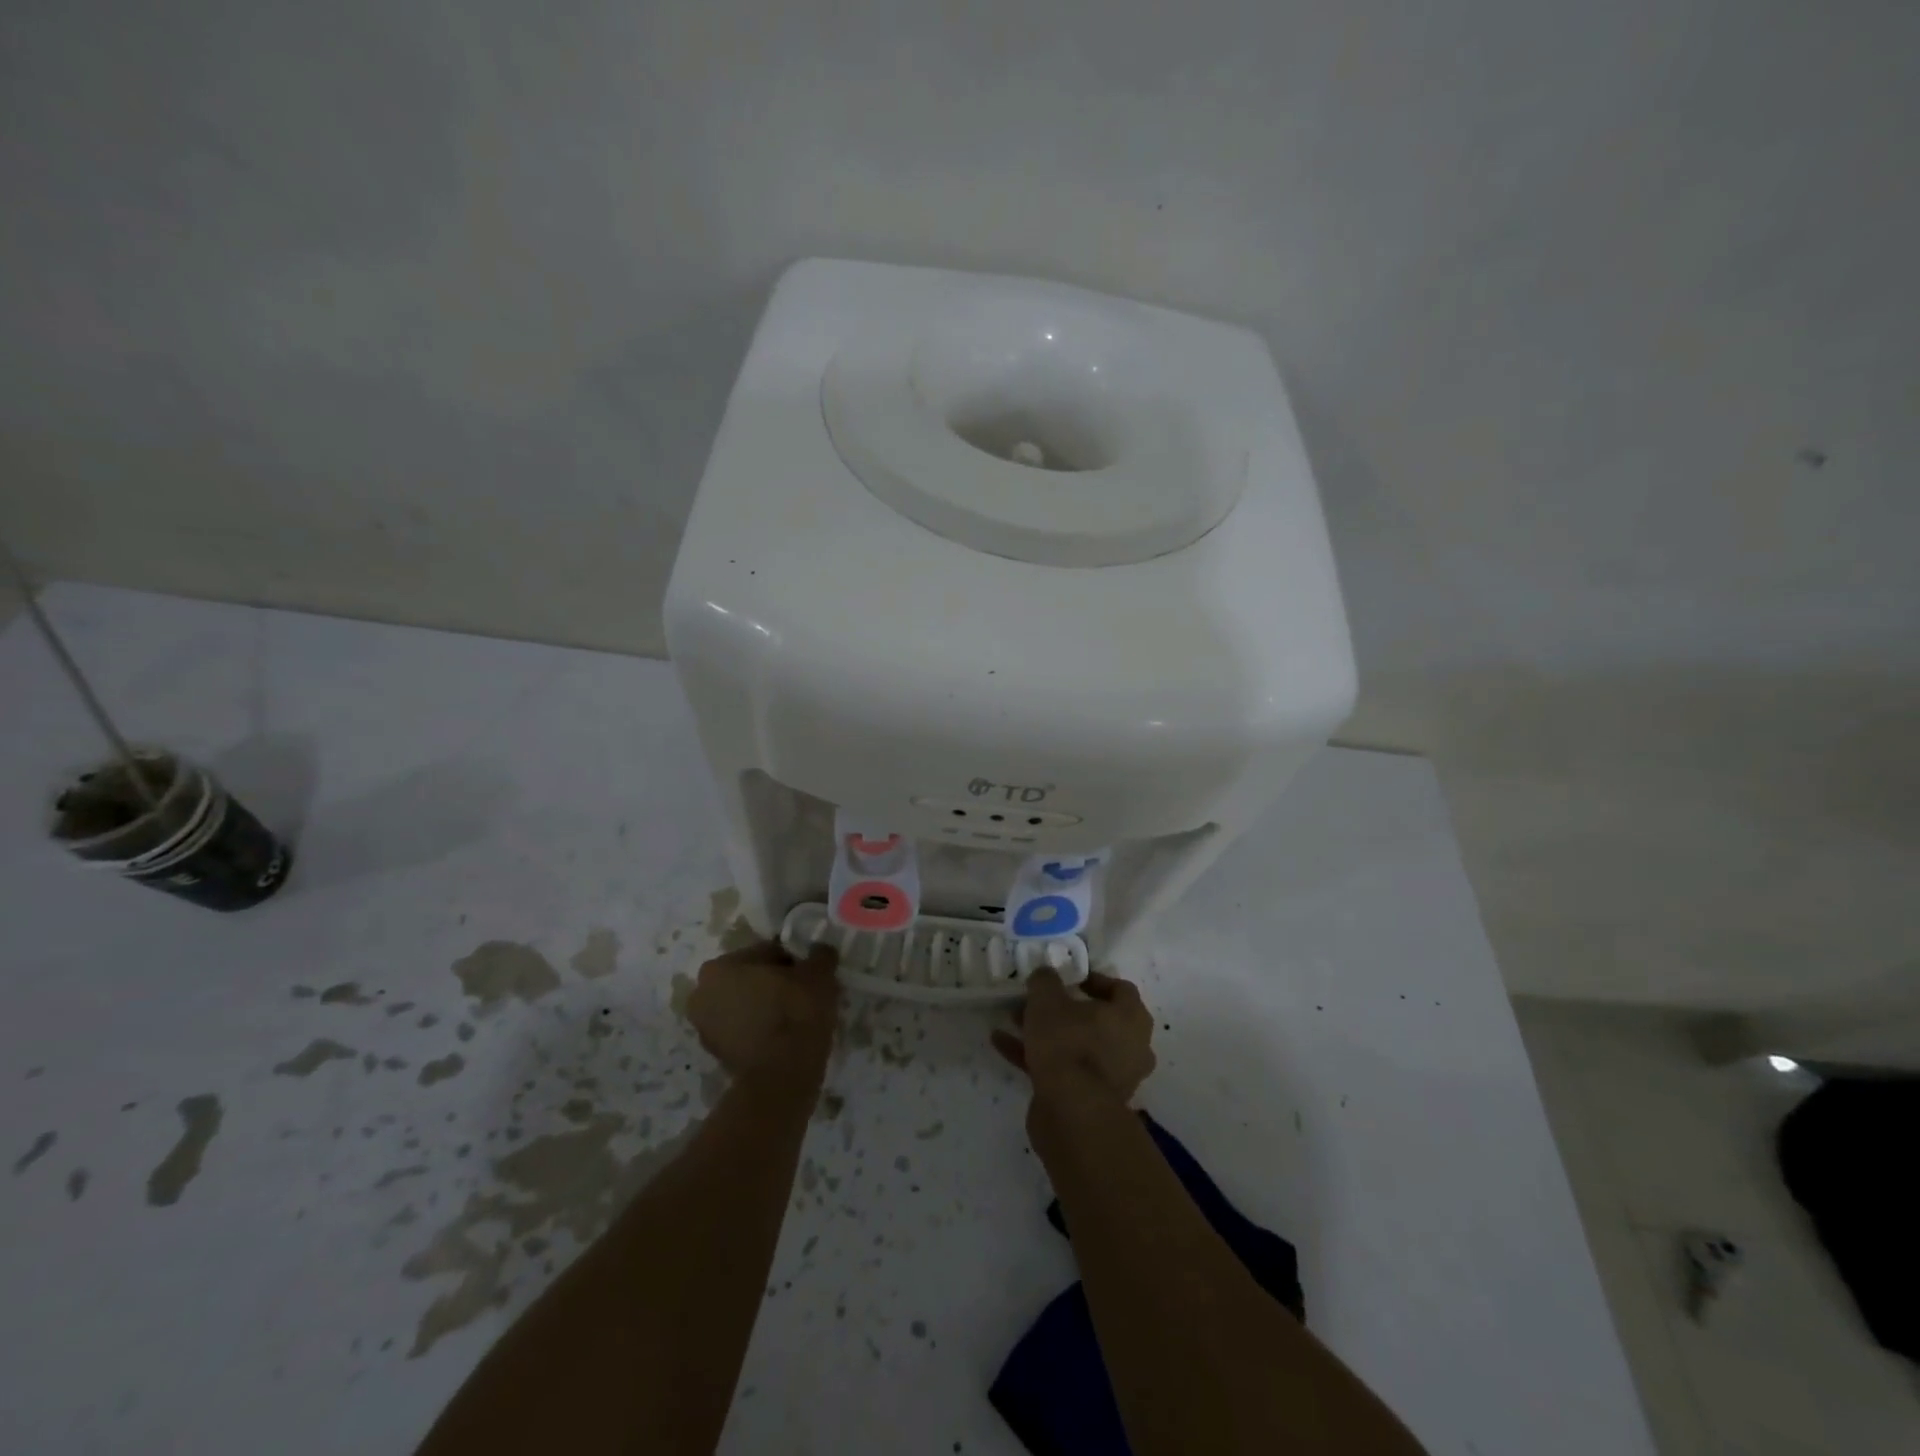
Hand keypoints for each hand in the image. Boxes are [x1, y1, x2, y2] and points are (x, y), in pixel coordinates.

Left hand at [688, 940, 838, 1088]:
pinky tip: (785, 1036)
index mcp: (720, 967)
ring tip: (796, 1018)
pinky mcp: (715, 1055)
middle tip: (803, 995)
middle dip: (774, 984)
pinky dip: (760, 1029)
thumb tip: (820, 951)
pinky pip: (744, 1030)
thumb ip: (819, 956)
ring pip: (745, 1005)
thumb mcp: (819, 974)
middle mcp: (702, 993)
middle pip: (750, 979)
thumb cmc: (795, 1013)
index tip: (810, 975)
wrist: (781, 1076)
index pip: (766, 952)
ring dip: (765, 1007)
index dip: (792, 962)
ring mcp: (704, 1028)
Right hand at [992, 969, 1156, 1110]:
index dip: (1093, 979)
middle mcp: (1130, 1047)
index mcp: (1131, 1018)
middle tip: (1035, 999)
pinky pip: (1063, 1070)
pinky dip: (1035, 1056)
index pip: (1119, 989)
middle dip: (1062, 1008)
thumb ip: (1045, 981)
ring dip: (1045, 1032)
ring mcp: (1112, 1077)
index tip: (1067, 978)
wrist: (1072, 1114)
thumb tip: (1045, 974)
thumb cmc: (1069, 1044)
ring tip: (1011, 1019)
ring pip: (1076, 1045)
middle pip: (1095, 1019)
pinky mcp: (1090, 1100)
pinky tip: (1001, 1044)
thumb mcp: (1048, 1001)